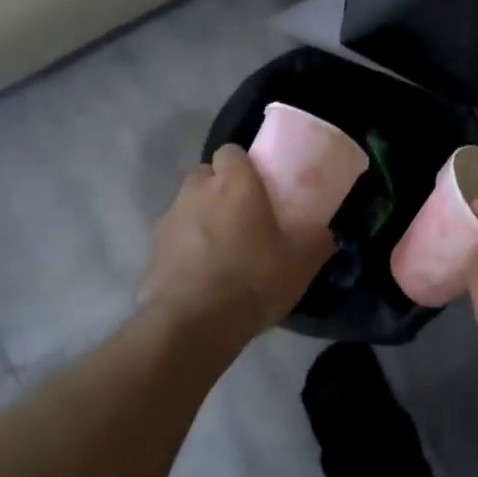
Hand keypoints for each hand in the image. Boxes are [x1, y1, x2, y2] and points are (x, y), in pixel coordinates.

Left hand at [138, 146, 333, 345]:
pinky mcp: (152, 252)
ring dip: (202, 219)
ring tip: (223, 251)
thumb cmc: (252, 279)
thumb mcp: (301, 263)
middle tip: (243, 216)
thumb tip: (325, 234)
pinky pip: (174, 240)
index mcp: (233, 183)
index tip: (259, 185)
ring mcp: (169, 220)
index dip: (244, 165)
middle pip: (206, 175)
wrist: (191, 325)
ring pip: (188, 207)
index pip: (231, 151)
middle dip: (220, 189)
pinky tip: (203, 277)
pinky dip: (186, 250)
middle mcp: (196, 192)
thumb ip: (317, 241)